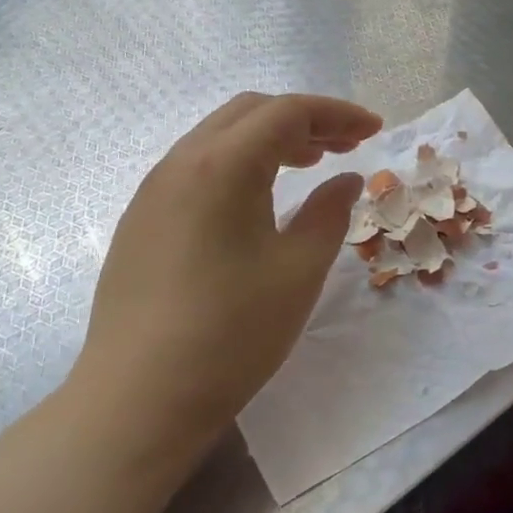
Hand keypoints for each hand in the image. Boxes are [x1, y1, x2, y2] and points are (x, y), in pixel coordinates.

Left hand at [72, 93, 381, 468]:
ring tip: (310, 165)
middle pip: (250, 113)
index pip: (288, 112)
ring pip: (219, 137)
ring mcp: (153, 191)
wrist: (138, 399)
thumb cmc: (231, 333)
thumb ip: (329, 213)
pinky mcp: (141, 220)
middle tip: (345, 146)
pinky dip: (239, 164)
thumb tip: (347, 179)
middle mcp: (181, 163)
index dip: (337, 114)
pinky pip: (197, 167)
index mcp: (222, 165)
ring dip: (269, 140)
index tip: (374, 130)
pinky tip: (258, 199)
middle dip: (304, 120)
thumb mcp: (298, 271)